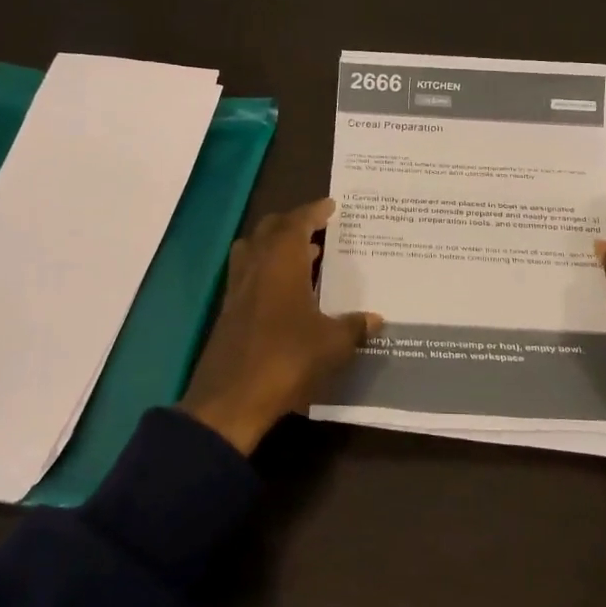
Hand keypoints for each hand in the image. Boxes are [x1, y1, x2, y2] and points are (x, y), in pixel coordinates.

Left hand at [180, 198, 381, 455]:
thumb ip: (354, 327)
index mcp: (281, 262)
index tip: (331, 205)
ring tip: (303, 254)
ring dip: (275, 244)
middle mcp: (255, 266)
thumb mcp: (332, 345)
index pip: (297, 222)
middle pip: (270, 228)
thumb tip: (376, 319)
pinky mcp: (228, 311)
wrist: (230, 401)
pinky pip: (248, 273)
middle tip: (319, 227)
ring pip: (253, 249)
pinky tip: (285, 290)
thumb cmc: (286, 360)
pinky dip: (266, 269)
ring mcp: (237, 289)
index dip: (314, 211)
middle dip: (294, 222)